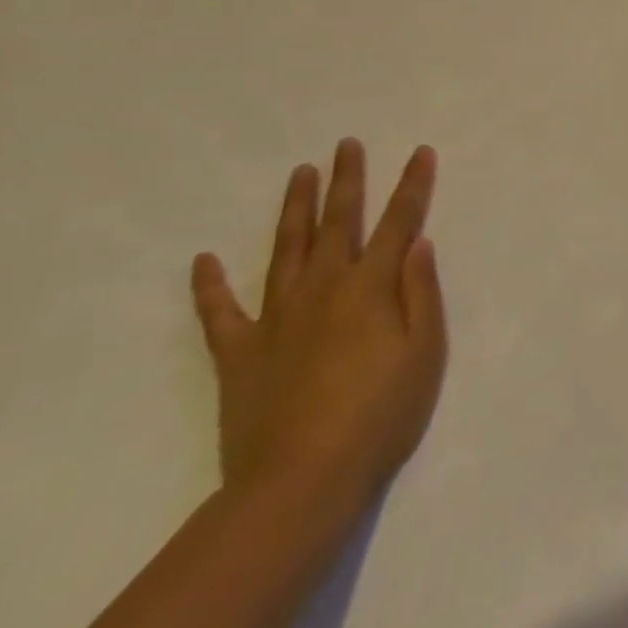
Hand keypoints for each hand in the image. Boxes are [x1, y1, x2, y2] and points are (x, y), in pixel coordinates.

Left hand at [191, 139, 447, 508]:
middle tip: (347, 144)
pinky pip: (220, 313)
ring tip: (300, 173)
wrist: (300, 482)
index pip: (398, 223)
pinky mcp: (240, 353)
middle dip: (347, 180)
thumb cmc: (379, 417)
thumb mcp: (424, 354)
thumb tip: (418, 243)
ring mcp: (276, 319)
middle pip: (338, 223)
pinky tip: (203, 261)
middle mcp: (323, 289)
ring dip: (295, 209)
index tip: (420, 152)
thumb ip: (421, 293)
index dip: (412, 186)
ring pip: (287, 249)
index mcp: (370, 288)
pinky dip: (209, 287)